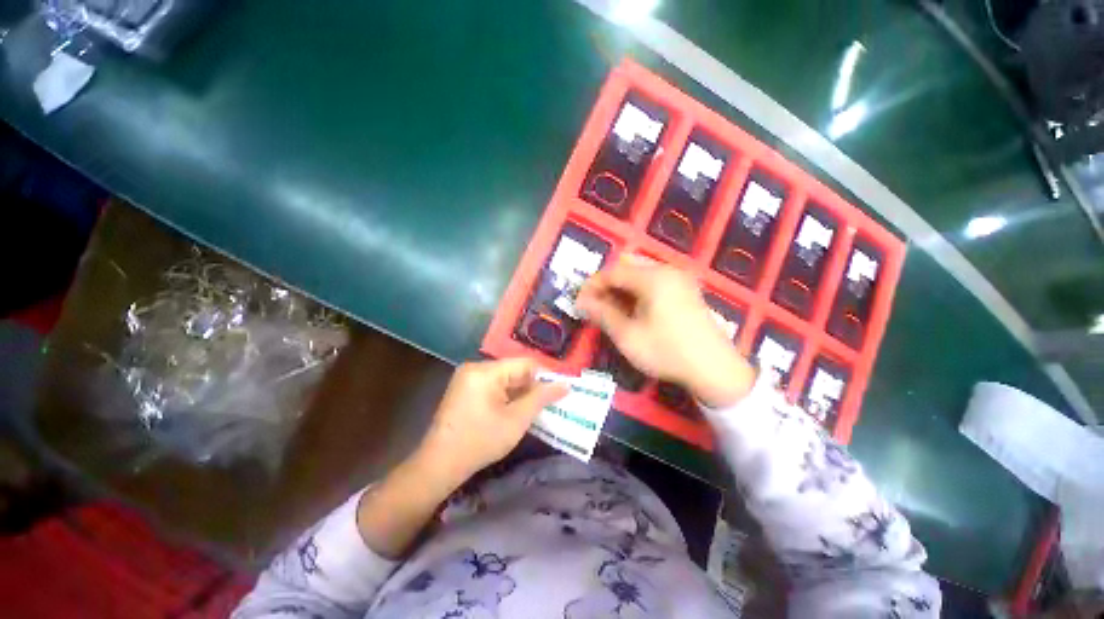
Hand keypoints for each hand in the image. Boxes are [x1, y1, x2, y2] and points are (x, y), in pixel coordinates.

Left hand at [414, 359, 567, 488]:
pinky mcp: (464, 388)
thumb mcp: (516, 420)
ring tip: (533, 409)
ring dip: (519, 392)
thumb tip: (565, 384)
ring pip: (505, 379)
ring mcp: (467, 378)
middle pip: (514, 370)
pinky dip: (506, 396)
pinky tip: (513, 411)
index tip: (558, 392)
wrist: (438, 466)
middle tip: (547, 404)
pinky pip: (493, 385)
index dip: (544, 377)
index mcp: (486, 371)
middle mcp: (476, 367)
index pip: (525, 364)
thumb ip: (541, 398)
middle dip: (531, 387)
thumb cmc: (480, 442)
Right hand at [576, 255, 755, 406]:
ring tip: (610, 309)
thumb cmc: (666, 351)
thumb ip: (602, 314)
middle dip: (606, 286)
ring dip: (621, 289)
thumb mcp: (628, 336)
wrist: (715, 370)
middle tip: (594, 306)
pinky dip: (637, 292)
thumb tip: (581, 302)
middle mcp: (667, 271)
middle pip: (627, 269)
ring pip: (641, 275)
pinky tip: (632, 310)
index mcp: (653, 278)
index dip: (592, 285)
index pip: (613, 271)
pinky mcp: (686, 290)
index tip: (579, 302)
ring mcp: (680, 279)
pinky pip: (654, 282)